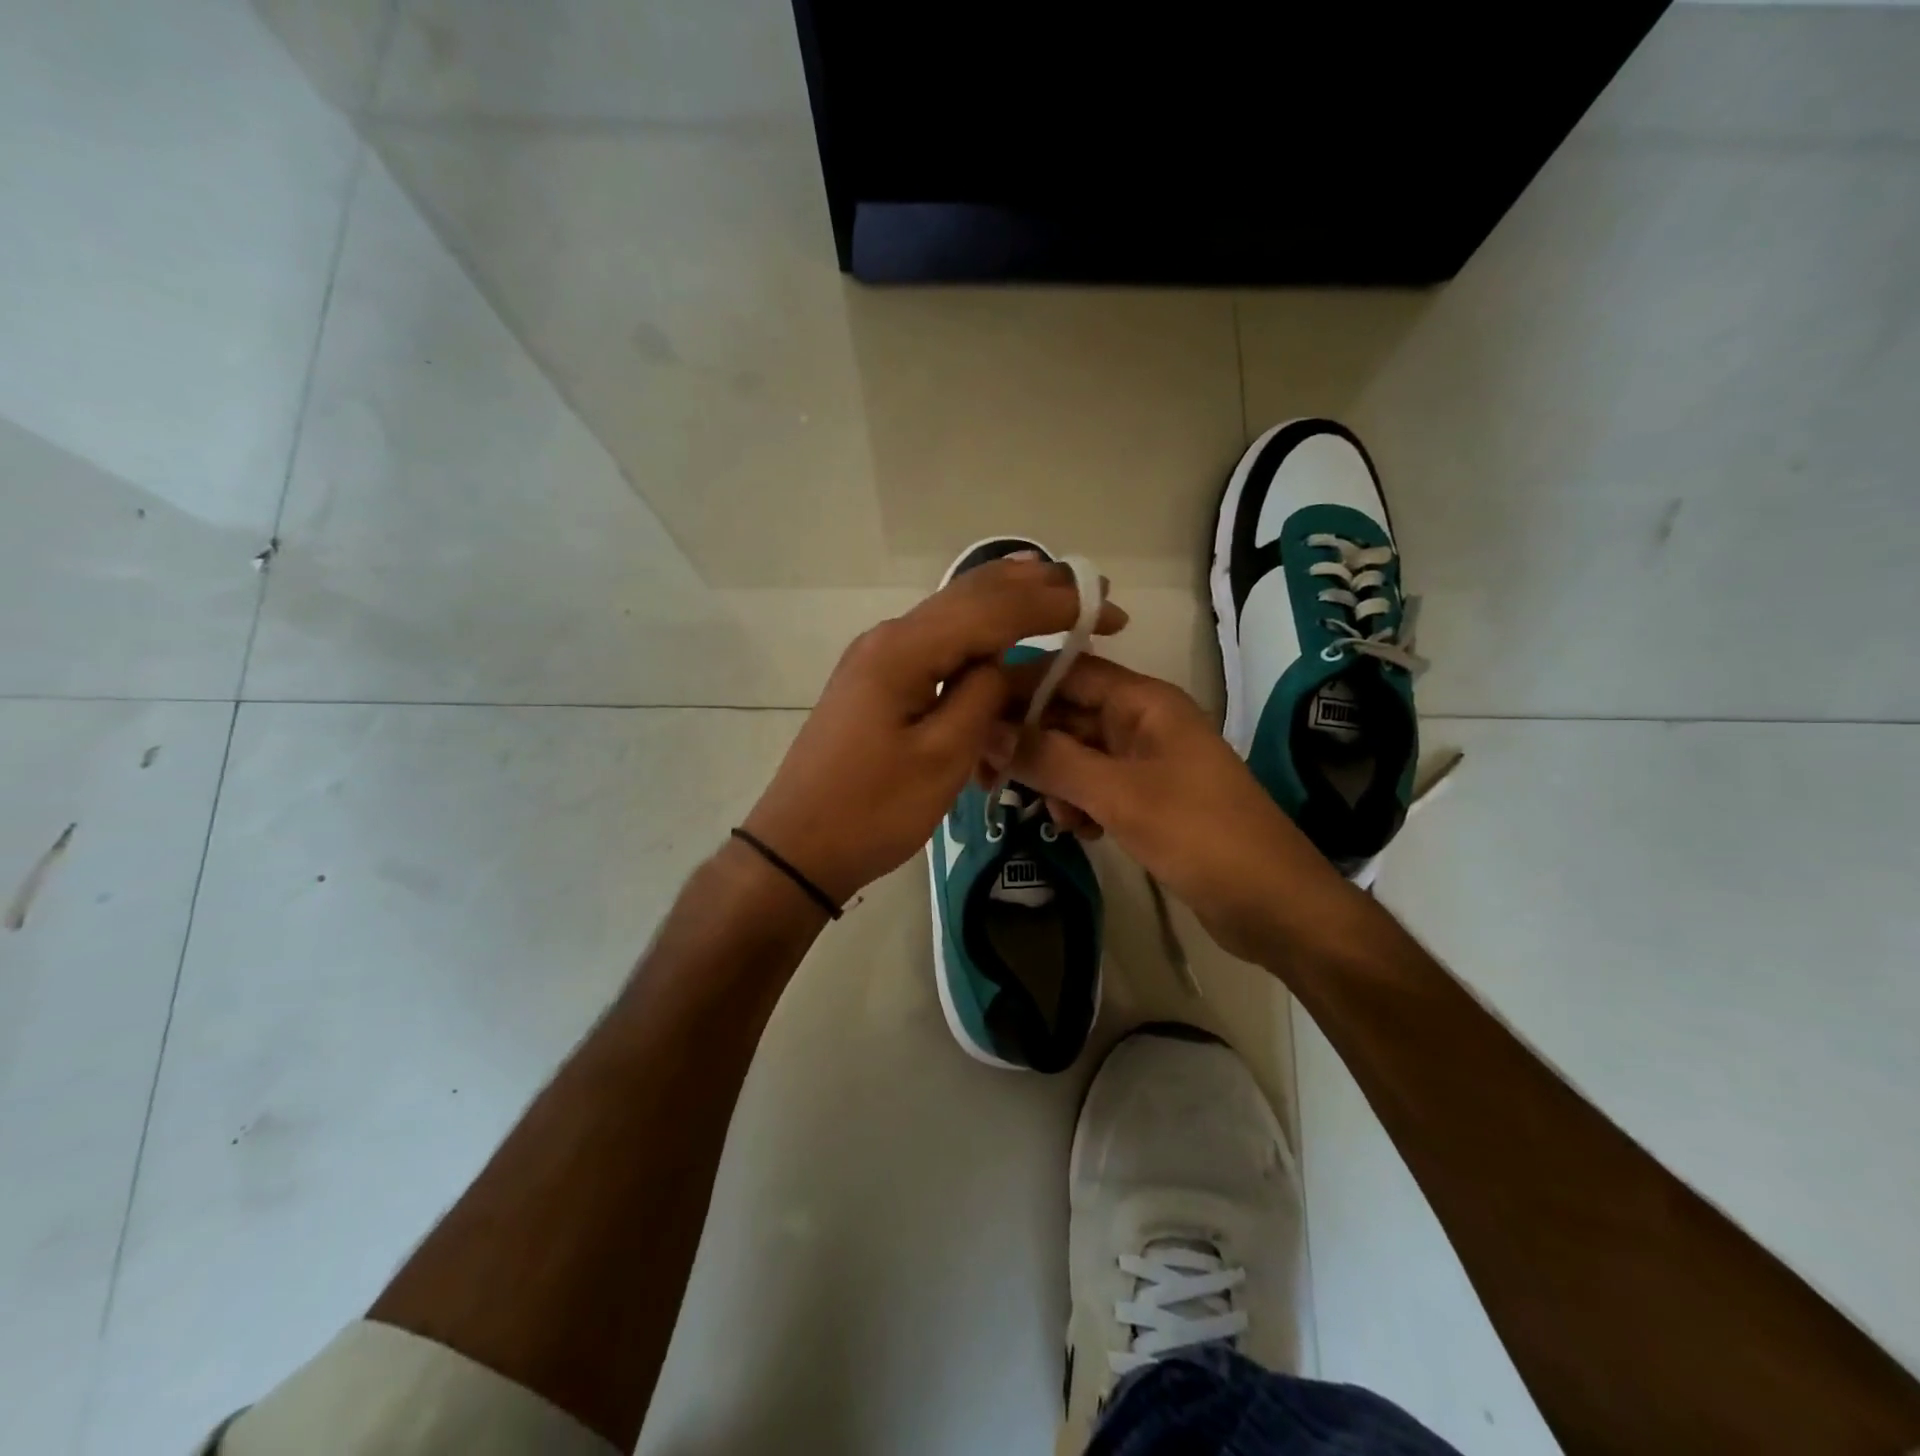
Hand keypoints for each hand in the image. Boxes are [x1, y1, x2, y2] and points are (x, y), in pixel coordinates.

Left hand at [743, 557, 1126, 906]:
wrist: (797, 847)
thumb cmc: (871, 811)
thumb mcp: (941, 758)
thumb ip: (981, 697)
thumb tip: (1001, 664)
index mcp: (905, 650)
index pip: (993, 610)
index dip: (1053, 605)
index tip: (1106, 607)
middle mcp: (889, 638)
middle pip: (971, 595)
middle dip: (1034, 589)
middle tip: (1091, 589)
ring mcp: (879, 657)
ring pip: (953, 614)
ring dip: (1007, 603)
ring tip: (1056, 591)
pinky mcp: (877, 681)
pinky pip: (937, 645)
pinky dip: (978, 634)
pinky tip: (1001, 632)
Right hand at [984, 655, 1348, 958]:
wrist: (1274, 906)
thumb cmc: (1201, 836)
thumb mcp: (1118, 795)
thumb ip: (1051, 759)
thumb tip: (987, 731)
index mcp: (1143, 702)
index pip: (1067, 671)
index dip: (1018, 687)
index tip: (970, 716)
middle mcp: (1141, 721)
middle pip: (1066, 713)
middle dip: (1029, 743)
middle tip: (985, 778)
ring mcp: (1144, 761)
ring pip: (1075, 753)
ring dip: (1054, 779)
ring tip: (1058, 818)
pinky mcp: (1146, 797)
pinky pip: (1093, 785)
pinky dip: (1078, 803)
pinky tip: (1083, 833)